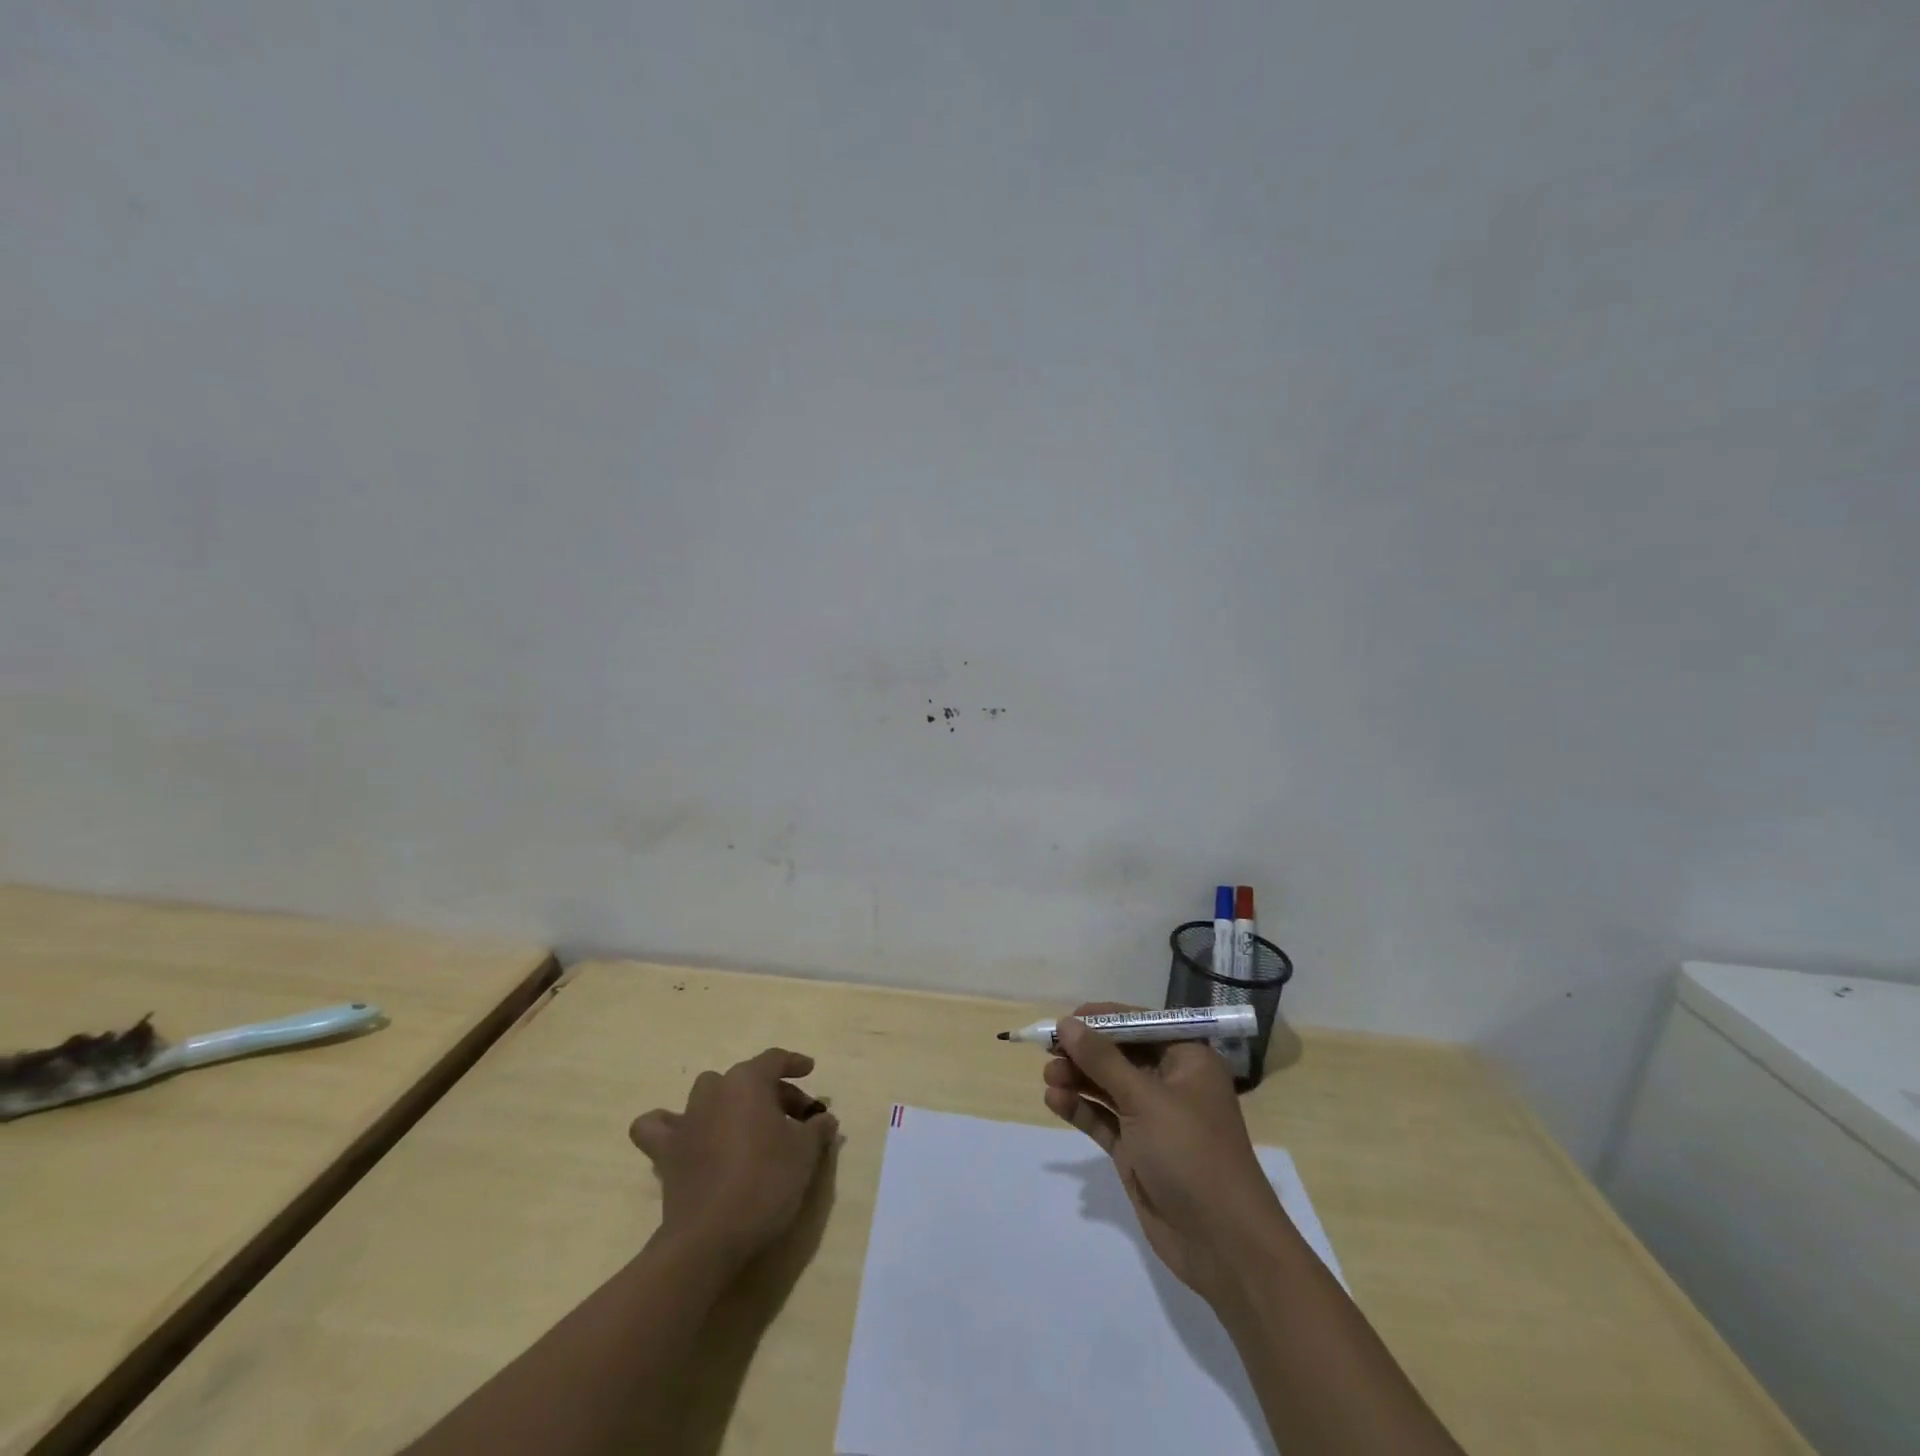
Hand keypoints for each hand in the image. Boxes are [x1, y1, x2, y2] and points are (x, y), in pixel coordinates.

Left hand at [630, 1048, 838, 1266]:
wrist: (710, 1237)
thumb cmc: (765, 1182)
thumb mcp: (805, 1153)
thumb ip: (817, 1128)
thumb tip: (824, 1119)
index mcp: (747, 1081)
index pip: (775, 1059)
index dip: (795, 1064)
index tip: (810, 1071)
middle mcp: (714, 1090)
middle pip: (747, 1079)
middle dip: (772, 1092)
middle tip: (795, 1120)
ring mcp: (686, 1119)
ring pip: (709, 1094)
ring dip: (728, 1102)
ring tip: (746, 1126)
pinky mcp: (665, 1152)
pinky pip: (658, 1126)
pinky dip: (669, 1125)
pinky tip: (685, 1135)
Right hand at [1043, 1003, 1285, 1299]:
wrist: (1223, 1243)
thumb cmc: (1191, 1153)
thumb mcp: (1145, 1100)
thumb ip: (1102, 1061)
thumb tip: (1066, 1024)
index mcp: (1187, 1059)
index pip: (1139, 1025)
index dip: (1102, 1020)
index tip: (1065, 1021)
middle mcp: (1170, 1082)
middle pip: (1119, 1055)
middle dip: (1084, 1052)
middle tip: (1049, 1051)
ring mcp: (1152, 1118)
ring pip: (1107, 1086)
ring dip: (1078, 1079)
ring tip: (1048, 1077)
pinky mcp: (1137, 1149)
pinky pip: (1103, 1119)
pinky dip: (1080, 1108)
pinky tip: (1054, 1101)